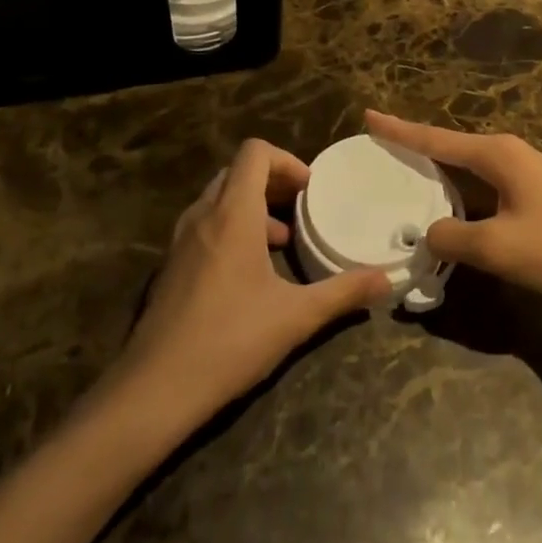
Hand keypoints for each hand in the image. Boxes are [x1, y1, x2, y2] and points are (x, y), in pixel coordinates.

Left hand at [119, 139, 391, 423]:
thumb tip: (387, 281)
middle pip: (237, 172)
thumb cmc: (230, 340)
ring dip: (251, 206)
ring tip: (280, 240)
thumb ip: (343, 292)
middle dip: (272, 181)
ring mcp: (181, 241)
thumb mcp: (296, 316)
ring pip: (218, 199)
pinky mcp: (170, 267)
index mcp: (233, 213)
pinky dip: (230, 228)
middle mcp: (203, 215)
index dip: (286, 160)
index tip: (310, 189)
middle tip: (301, 207)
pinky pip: (204, 225)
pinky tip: (248, 273)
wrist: (154, 389)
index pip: (254, 152)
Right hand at [366, 111, 541, 300]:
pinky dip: (463, 188)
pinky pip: (487, 182)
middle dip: (417, 148)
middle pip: (451, 146)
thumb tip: (430, 232)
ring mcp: (527, 170)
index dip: (399, 131)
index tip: (369, 116)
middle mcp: (509, 152)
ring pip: (471, 166)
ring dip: (441, 171)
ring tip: (411, 175)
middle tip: (383, 148)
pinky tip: (457, 204)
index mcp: (495, 154)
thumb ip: (453, 238)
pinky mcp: (539, 191)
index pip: (435, 139)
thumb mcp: (497, 247)